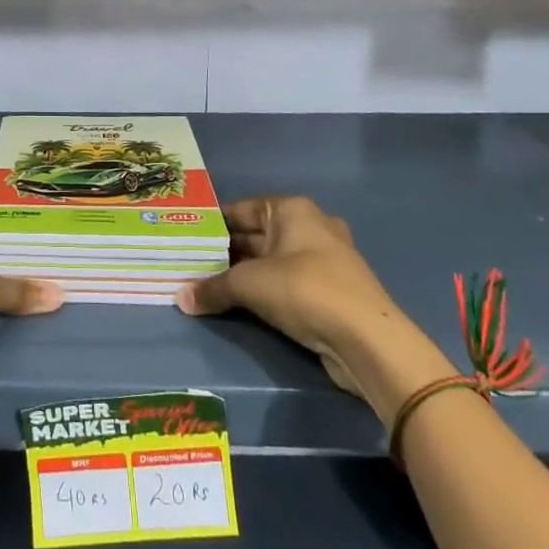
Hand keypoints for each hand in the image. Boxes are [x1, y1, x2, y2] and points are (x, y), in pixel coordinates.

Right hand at [176, 196, 449, 413]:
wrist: (367, 340)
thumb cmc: (305, 290)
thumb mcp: (249, 285)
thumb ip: (213, 288)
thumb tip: (180, 298)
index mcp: (293, 210)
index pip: (243, 209)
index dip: (215, 222)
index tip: (189, 236)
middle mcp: (310, 227)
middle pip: (258, 235)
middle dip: (226, 251)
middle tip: (191, 264)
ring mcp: (324, 260)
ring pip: (272, 261)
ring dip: (244, 273)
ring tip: (209, 285)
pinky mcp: (330, 291)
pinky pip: (287, 283)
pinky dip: (265, 290)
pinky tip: (241, 304)